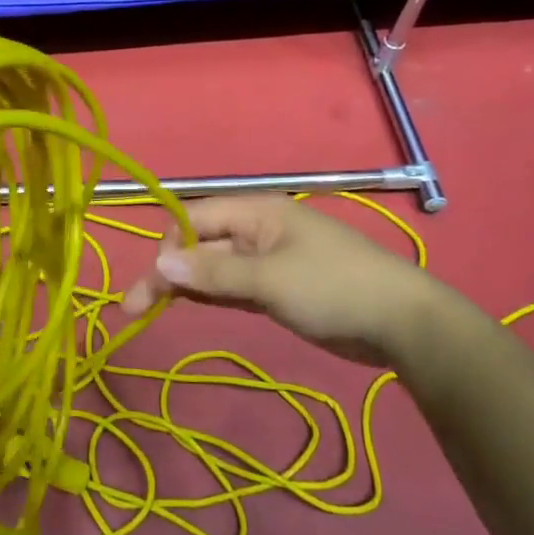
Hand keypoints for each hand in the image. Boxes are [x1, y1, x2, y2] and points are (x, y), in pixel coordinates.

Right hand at [121, 194, 443, 366]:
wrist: (401, 322)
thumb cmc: (334, 288)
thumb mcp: (270, 279)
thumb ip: (213, 273)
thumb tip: (158, 264)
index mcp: (256, 212)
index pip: (195, 218)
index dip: (167, 245)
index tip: (150, 281)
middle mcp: (257, 230)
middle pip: (199, 245)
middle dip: (167, 272)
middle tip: (132, 308)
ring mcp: (267, 260)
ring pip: (213, 268)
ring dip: (183, 286)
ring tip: (145, 310)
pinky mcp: (277, 288)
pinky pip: (232, 285)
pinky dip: (209, 294)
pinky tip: (186, 306)